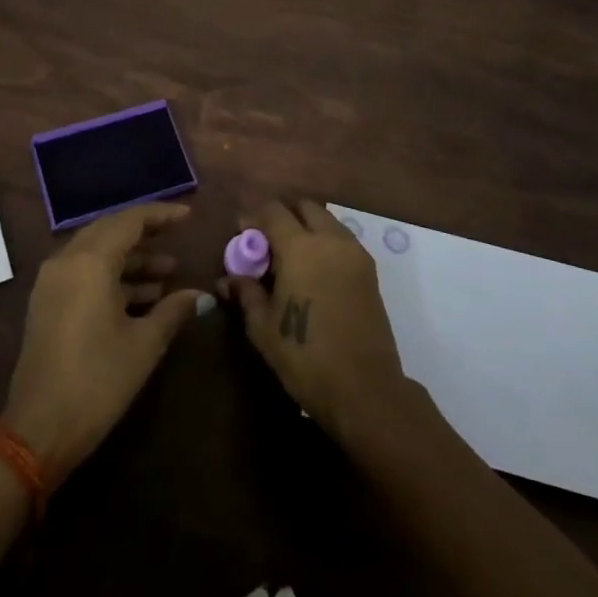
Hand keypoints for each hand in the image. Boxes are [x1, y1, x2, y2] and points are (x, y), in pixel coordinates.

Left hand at [3, 202, 203, 481]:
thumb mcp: (144, 344)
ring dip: (131, 260)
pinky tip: (141, 297)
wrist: (39, 430)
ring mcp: (52, 282)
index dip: (161, 215)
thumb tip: (200, 295)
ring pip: (96, 253)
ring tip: (168, 276)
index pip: (129, 221)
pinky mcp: (47, 304)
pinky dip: (112, 277)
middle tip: (177, 238)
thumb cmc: (97, 381)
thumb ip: (173, 311)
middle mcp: (66, 261)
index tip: (188, 216)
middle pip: (110, 231)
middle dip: (145, 234)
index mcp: (90, 262)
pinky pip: (83, 273)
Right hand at [221, 199, 409, 439]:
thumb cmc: (305, 356)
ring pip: (326, 221)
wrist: (365, 389)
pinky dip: (325, 243)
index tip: (241, 233)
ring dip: (306, 228)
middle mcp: (330, 240)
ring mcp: (355, 253)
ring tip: (290, 258)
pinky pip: (342, 240)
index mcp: (301, 247)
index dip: (253, 217)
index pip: (273, 211)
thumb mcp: (263, 328)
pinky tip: (313, 272)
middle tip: (267, 243)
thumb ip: (246, 294)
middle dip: (283, 216)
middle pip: (304, 207)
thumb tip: (227, 279)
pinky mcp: (370, 271)